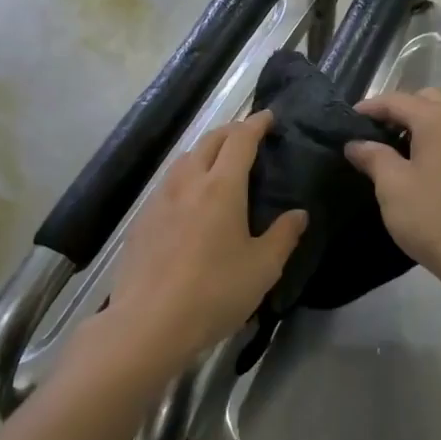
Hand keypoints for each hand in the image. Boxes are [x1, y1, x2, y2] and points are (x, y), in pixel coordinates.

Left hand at [102, 111, 306, 376]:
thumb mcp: (263, 268)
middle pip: (209, 141)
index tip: (269, 117)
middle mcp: (188, 183)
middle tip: (249, 135)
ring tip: (220, 161)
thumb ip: (284, 235)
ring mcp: (160, 199)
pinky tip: (190, 197)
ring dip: (205, 150)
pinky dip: (186, 175)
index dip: (256, 124)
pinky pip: (168, 183)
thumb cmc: (215, 292)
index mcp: (222, 187)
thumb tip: (298, 213)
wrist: (149, 323)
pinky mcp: (142, 220)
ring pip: (185, 159)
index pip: (240, 140)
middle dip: (231, 131)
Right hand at [345, 88, 440, 291]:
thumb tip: (356, 143)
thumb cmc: (433, 218)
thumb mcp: (392, 187)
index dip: (370, 108)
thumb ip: (373, 157)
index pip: (397, 100)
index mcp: (437, 118)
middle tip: (376, 132)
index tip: (348, 121)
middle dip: (400, 108)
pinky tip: (429, 157)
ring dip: (426, 116)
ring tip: (405, 141)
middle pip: (427, 98)